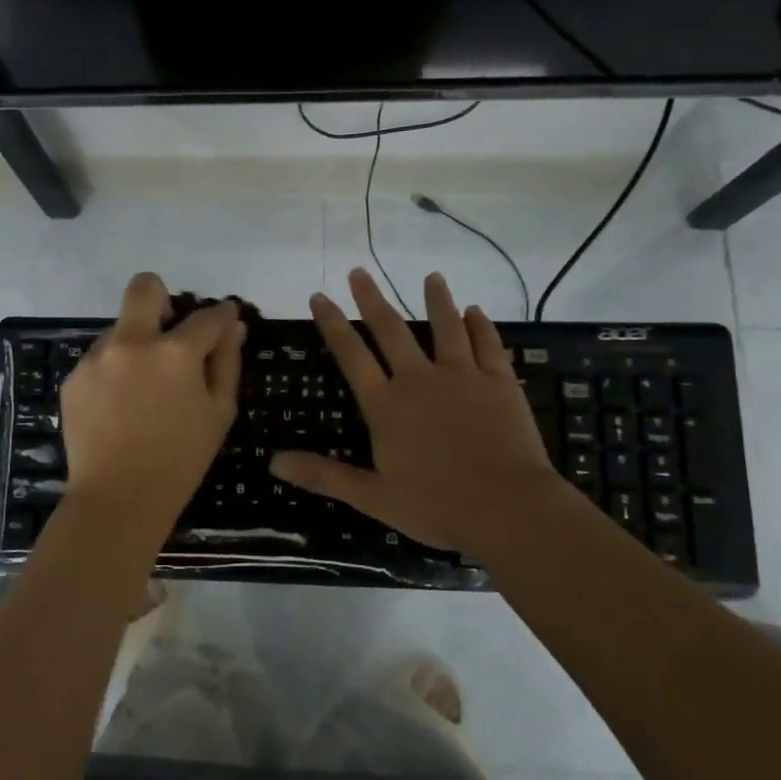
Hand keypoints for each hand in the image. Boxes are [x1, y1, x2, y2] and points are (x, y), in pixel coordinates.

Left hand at [61, 273, 244, 529]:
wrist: (118, 499)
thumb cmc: (180, 460)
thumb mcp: (218, 413)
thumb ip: (227, 362)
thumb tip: (233, 326)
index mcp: (175, 352)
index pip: (207, 316)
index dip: (222, 314)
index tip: (225, 318)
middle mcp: (132, 342)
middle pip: (145, 287)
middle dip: (162, 296)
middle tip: (170, 327)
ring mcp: (97, 358)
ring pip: (120, 328)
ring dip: (137, 344)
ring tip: (143, 389)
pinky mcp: (74, 377)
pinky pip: (100, 358)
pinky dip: (115, 370)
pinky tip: (120, 406)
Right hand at [271, 268, 561, 555]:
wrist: (508, 508)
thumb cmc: (436, 506)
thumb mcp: (372, 497)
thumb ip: (323, 475)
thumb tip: (272, 462)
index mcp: (386, 406)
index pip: (352, 356)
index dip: (333, 324)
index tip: (320, 296)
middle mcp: (419, 381)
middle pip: (391, 331)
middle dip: (372, 299)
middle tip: (359, 271)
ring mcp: (462, 377)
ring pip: (445, 328)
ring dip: (436, 300)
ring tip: (431, 277)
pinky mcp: (499, 383)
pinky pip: (487, 345)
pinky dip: (480, 326)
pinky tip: (476, 311)